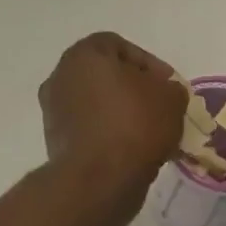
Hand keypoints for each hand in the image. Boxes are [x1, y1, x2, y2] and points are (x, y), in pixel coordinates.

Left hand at [39, 33, 186, 195]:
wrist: (98, 179)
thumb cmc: (134, 125)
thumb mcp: (171, 98)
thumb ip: (170, 88)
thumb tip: (164, 94)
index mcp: (83, 55)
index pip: (119, 46)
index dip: (149, 64)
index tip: (169, 85)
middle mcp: (60, 77)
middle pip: (105, 77)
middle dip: (135, 90)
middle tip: (160, 107)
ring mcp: (54, 111)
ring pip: (97, 105)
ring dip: (122, 115)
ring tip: (151, 133)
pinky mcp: (55, 141)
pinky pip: (89, 129)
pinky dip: (109, 135)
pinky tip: (133, 151)